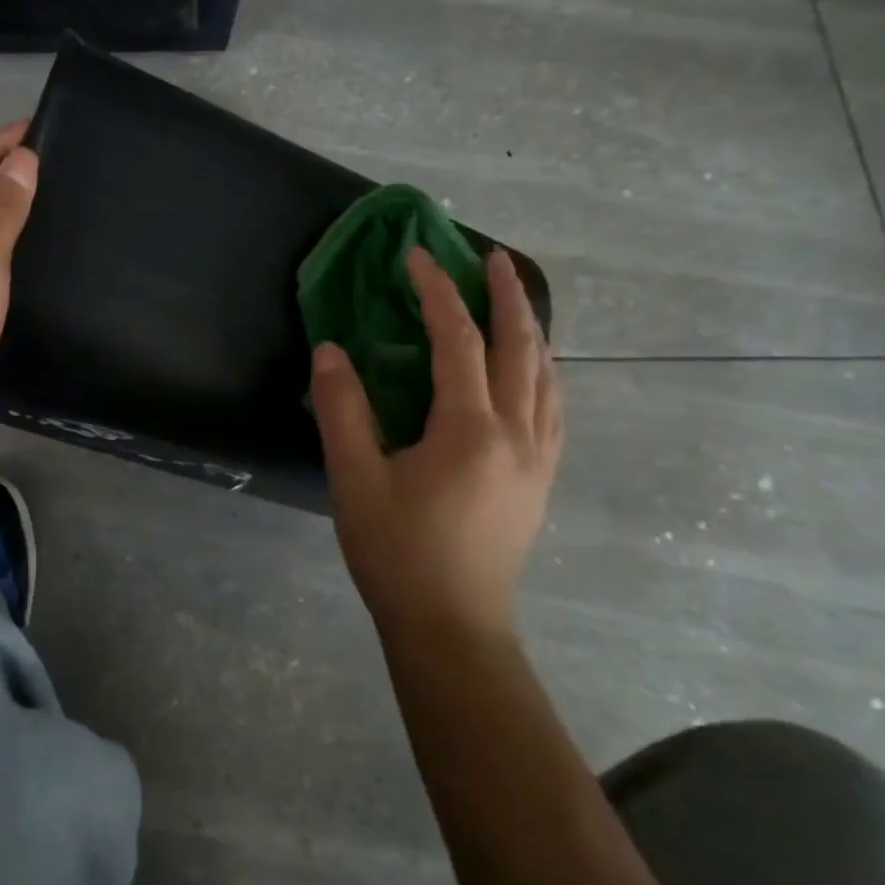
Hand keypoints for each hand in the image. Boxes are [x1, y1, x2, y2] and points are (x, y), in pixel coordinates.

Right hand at [310, 247, 563, 640]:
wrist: (451, 627)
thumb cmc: (397, 552)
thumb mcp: (354, 479)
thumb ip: (342, 409)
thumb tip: (331, 350)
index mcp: (470, 430)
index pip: (458, 341)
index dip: (436, 293)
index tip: (416, 257)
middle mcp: (517, 435)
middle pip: (521, 348)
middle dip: (506, 296)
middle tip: (489, 257)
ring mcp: (538, 459)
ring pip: (547, 376)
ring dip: (531, 329)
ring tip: (513, 298)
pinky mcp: (540, 480)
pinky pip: (553, 407)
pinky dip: (542, 370)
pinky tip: (530, 369)